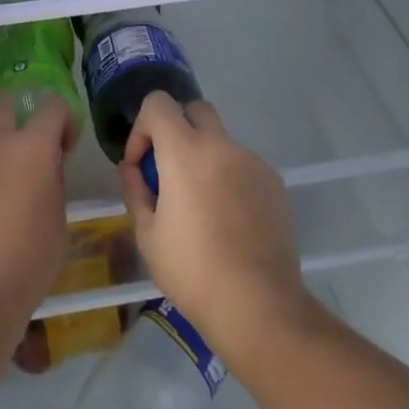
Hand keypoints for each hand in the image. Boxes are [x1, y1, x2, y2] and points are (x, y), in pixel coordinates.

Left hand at [0, 95, 73, 328]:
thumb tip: (45, 166)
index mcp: (33, 147)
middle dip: (16, 116)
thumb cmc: (27, 263)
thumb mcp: (58, 220)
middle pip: (3, 103)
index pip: (53, 108)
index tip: (64, 146)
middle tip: (22, 147)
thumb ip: (53, 181)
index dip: (63, 121)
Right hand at [118, 94, 308, 354]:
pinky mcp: (274, 182)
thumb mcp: (147, 235)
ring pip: (221, 141)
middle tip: (171, 172)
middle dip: (177, 129)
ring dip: (205, 158)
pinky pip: (243, 166)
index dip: (143, 127)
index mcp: (185, 151)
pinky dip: (230, 179)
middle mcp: (221, 145)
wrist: (258, 304)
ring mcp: (252, 161)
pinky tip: (230, 222)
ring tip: (202, 208)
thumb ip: (135, 190)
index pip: (159, 103)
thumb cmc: (192, 271)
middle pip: (195, 109)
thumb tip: (133, 169)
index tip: (142, 165)